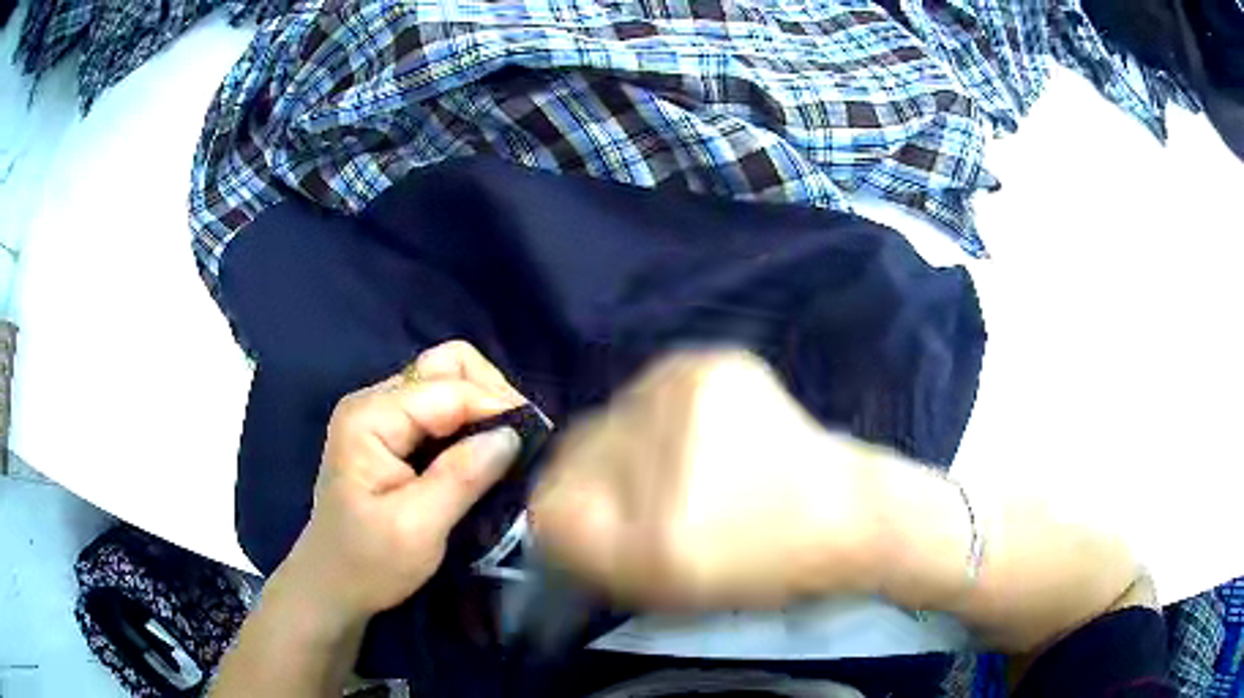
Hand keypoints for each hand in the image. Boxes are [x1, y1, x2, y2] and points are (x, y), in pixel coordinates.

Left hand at [273, 340, 529, 630]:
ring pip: (446, 382)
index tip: (536, 439)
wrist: (332, 586)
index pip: (447, 387)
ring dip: (482, 408)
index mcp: (370, 418)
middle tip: (519, 440)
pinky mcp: (390, 434)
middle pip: (446, 367)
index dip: (495, 406)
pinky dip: (469, 423)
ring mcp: (380, 415)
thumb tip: (512, 434)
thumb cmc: (368, 563)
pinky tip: (485, 452)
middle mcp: (373, 402)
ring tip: (508, 446)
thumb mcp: (417, 528)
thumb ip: (461, 477)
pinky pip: (439, 409)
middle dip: (490, 394)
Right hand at [531, 350, 883, 610]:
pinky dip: (665, 415)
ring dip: (632, 442)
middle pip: (573, 450)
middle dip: (598, 476)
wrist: (845, 512)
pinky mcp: (711, 363)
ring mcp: (684, 395)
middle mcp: (659, 462)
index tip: (602, 521)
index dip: (569, 514)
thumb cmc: (759, 567)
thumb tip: (549, 509)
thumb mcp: (662, 588)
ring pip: (610, 415)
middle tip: (649, 493)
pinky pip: (650, 390)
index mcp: (649, 536)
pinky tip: (708, 433)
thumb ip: (588, 553)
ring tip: (688, 462)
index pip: (549, 504)